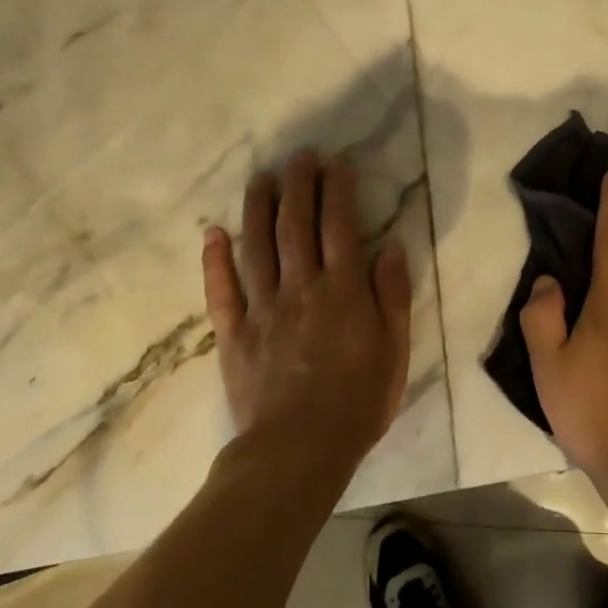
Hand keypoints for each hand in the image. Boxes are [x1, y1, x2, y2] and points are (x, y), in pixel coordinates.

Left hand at [201, 151, 411, 474]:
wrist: (298, 452)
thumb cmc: (357, 402)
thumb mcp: (394, 350)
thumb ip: (393, 296)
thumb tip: (392, 246)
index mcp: (343, 291)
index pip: (340, 226)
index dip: (338, 190)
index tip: (337, 162)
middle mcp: (301, 288)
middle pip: (296, 225)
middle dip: (299, 185)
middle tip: (300, 155)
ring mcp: (263, 309)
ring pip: (257, 246)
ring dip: (258, 207)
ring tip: (261, 177)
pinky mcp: (234, 334)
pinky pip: (222, 290)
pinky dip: (215, 260)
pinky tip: (213, 232)